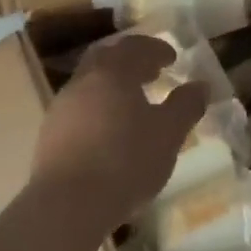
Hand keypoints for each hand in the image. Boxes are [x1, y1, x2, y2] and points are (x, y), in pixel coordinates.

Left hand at [31, 35, 207, 228]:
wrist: (68, 203)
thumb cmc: (126, 161)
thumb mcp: (168, 135)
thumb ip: (185, 106)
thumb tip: (200, 85)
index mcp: (112, 73)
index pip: (135, 47)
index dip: (155, 49)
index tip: (172, 57)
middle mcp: (83, 81)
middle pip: (106, 58)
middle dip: (130, 61)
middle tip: (150, 72)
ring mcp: (62, 107)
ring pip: (89, 83)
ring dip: (112, 86)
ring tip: (132, 104)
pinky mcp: (50, 134)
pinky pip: (79, 108)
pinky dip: (98, 108)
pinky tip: (108, 131)